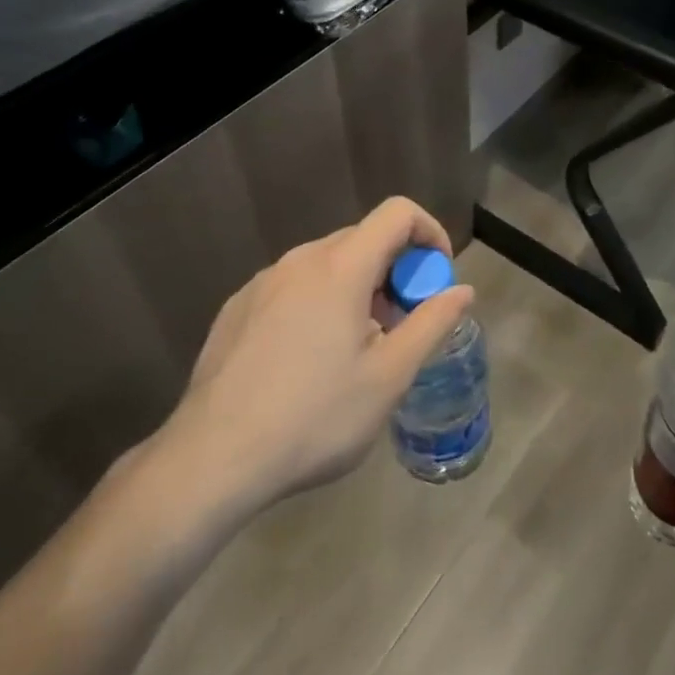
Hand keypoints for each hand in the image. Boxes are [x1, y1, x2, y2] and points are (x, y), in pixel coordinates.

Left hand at [138, 197, 473, 534]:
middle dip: (395, 270)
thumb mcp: (389, 377)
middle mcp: (300, 260)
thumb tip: (462, 289)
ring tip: (356, 349)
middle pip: (363, 239)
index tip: (436, 278)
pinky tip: (308, 360)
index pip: (398, 213)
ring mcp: (263, 282)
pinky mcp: (237, 308)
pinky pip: (293, 285)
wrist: (211, 460)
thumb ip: (432, 323)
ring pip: (327, 264)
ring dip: (357, 288)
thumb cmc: (314, 417)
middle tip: (400, 324)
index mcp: (341, 267)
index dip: (429, 233)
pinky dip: (319, 302)